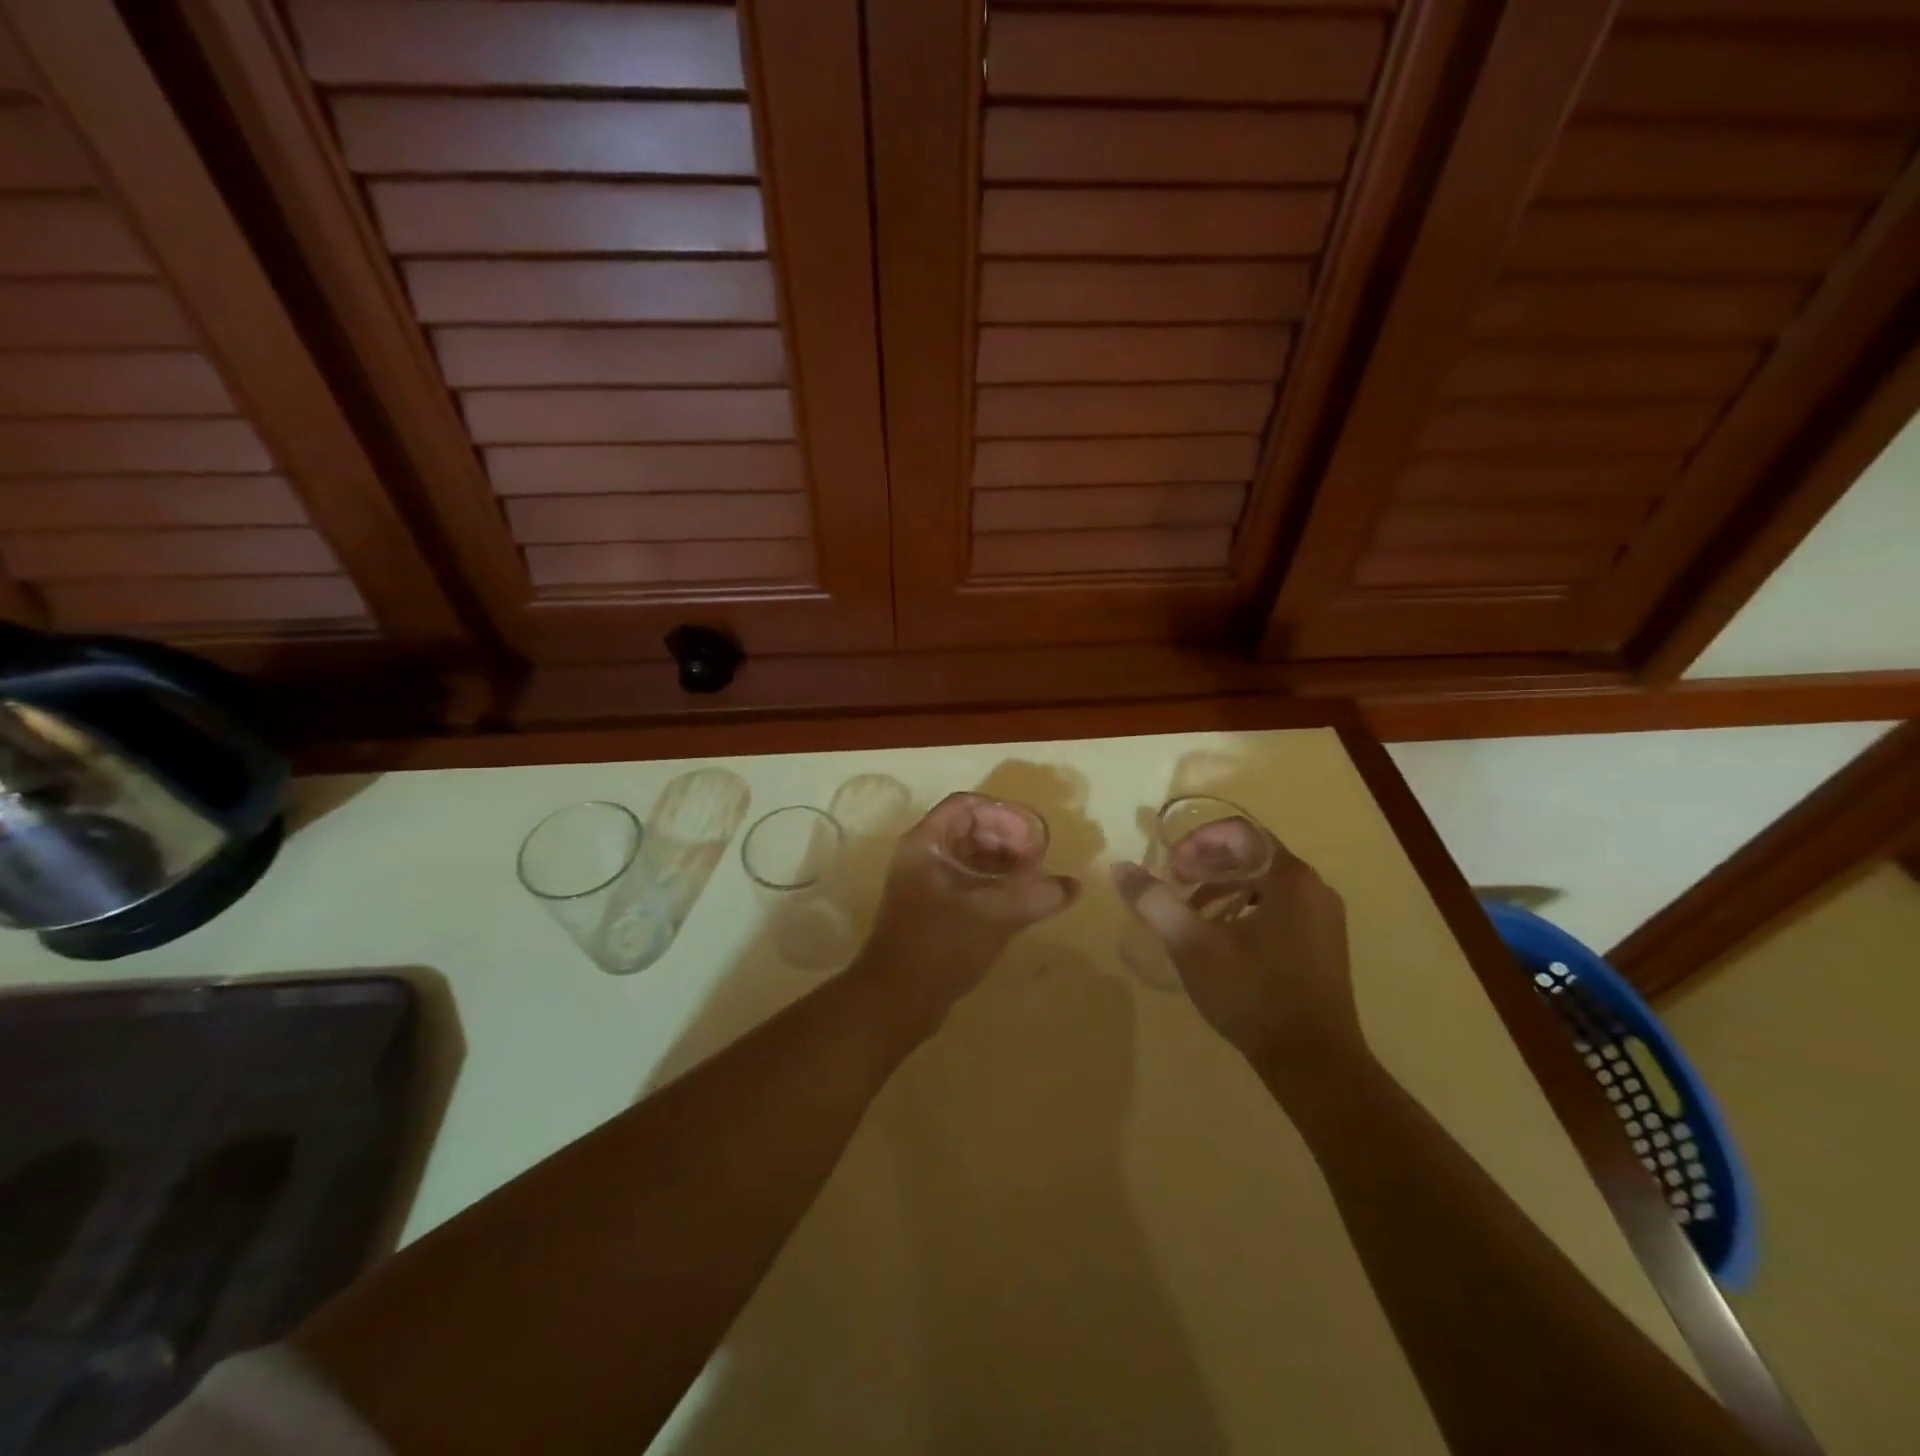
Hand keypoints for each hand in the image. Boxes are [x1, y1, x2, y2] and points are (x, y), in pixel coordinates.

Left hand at [850, 793, 1078, 1031]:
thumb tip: (1073, 885)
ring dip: (1002, 863)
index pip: (967, 806)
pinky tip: (1016, 903)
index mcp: (926, 843)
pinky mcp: (930, 910)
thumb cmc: (941, 945)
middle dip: (1007, 839)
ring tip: (1033, 880)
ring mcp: (923, 884)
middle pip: (968, 829)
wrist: (895, 999)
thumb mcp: (994, 915)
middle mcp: (921, 856)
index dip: (1003, 814)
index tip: (1032, 837)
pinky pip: (965, 883)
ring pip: (968, 857)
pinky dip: (992, 885)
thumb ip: (1036, 895)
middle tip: (1037, 860)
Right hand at [1113, 826, 1364, 1080]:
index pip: (1239, 832)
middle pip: (1252, 854)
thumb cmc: (1253, 995)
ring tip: (1191, 914)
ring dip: (1222, 886)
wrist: (1314, 1064)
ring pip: (1263, 881)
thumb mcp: (1192, 945)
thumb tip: (1121, 867)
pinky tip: (1222, 939)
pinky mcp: (1323, 943)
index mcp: (1289, 878)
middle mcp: (1314, 887)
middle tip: (1175, 887)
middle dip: (1206, 864)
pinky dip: (1243, 908)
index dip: (1198, 842)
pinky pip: (1278, 906)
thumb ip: (1154, 901)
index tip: (1171, 869)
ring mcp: (1323, 917)